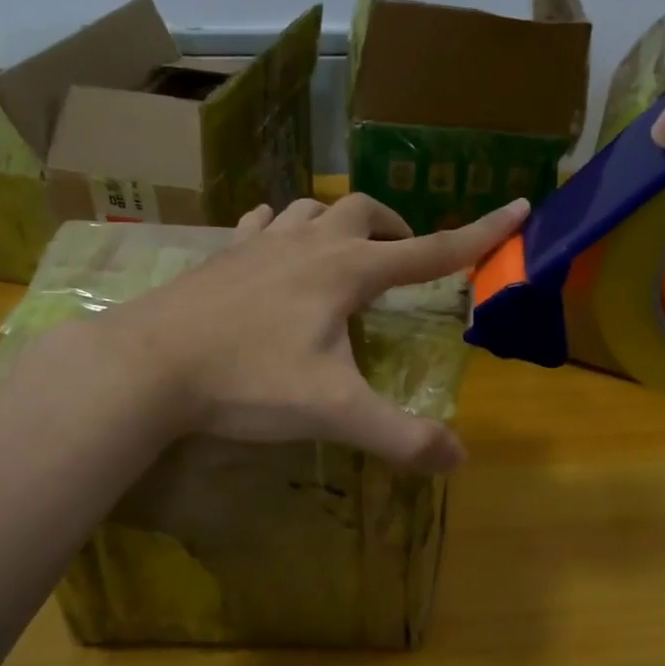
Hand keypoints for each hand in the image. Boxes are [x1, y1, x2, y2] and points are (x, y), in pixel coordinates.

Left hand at [106, 194, 528, 473]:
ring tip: (345, 252)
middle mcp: (309, 244)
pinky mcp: (222, 256)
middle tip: (403, 261)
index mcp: (347, 271)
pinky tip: (274, 245)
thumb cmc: (246, 380)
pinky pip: (262, 224)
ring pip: (313, 210)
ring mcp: (260, 244)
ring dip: (340, 222)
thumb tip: (456, 458)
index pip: (430, 250)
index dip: (479, 233)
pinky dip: (283, 229)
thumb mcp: (332, 410)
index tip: (518, 207)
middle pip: (366, 212)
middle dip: (395, 229)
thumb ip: (399, 435)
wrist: (147, 365)